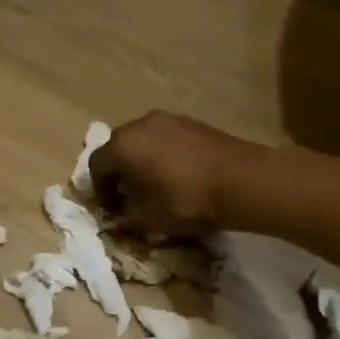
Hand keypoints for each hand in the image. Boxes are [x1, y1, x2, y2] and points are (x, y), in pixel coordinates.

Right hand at [90, 112, 268, 235]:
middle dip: (119, 173)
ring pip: (143, 141)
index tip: (111, 210)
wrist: (243, 181)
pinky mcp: (193, 122)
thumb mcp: (149, 219)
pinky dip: (163, 154)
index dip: (99, 191)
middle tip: (129, 197)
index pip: (96, 166)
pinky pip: (166, 138)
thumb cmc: (187, 201)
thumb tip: (122, 215)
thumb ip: (127, 217)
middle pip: (118, 148)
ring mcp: (169, 119)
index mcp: (123, 145)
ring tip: (155, 186)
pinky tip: (178, 175)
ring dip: (141, 162)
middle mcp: (141, 124)